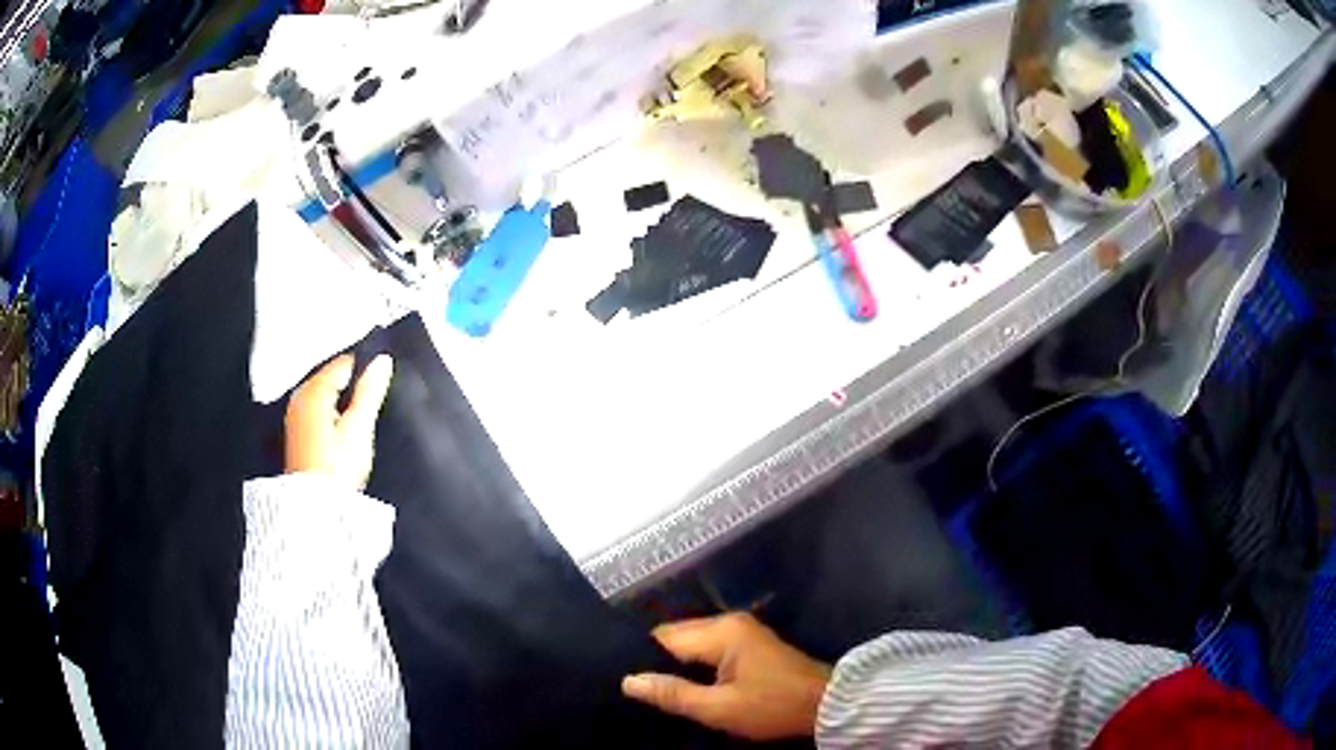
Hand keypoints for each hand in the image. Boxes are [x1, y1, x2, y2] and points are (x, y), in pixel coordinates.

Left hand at [285, 354, 393, 488]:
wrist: (315, 507)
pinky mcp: (296, 435)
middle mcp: (299, 397)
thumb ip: (370, 392)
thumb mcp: (359, 427)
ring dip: (340, 400)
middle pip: (330, 377)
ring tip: (358, 416)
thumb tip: (383, 360)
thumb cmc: (337, 466)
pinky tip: (341, 428)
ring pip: (323, 394)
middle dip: (349, 384)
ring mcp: (295, 416)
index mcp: (314, 390)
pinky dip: (330, 412)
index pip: (343, 363)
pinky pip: (316, 410)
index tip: (379, 381)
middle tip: (371, 399)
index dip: (364, 368)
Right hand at [622, 612, 831, 740]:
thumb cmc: (773, 707)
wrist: (826, 705)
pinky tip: (687, 685)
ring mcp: (741, 631)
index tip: (626, 681)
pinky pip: (708, 648)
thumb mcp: (719, 708)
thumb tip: (628, 681)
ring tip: (657, 690)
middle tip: (640, 690)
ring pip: (691, 643)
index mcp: (721, 632)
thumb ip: (673, 694)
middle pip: (676, 637)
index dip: (642, 659)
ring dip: (677, 665)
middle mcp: (728, 622)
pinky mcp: (749, 643)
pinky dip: (695, 665)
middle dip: (658, 662)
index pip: (663, 637)